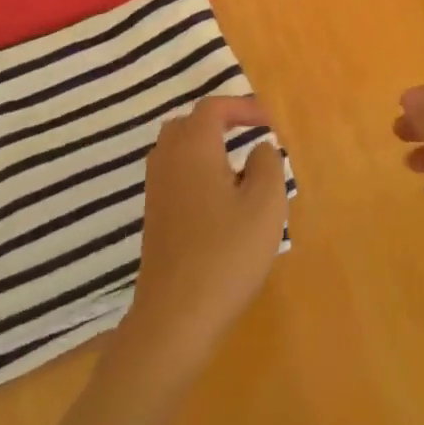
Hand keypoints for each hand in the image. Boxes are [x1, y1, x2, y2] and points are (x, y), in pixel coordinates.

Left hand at [125, 95, 287, 370]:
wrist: (176, 317)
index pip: (213, 107)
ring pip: (177, 150)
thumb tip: (260, 148)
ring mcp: (155, 191)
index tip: (269, 123)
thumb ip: (268, 164)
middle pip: (188, 124)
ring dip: (206, 147)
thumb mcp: (266, 204)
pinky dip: (196, 172)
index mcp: (193, 148)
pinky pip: (174, 176)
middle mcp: (168, 161)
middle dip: (220, 122)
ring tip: (238, 166)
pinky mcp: (154, 219)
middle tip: (249, 135)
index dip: (242, 107)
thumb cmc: (226, 253)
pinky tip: (220, 200)